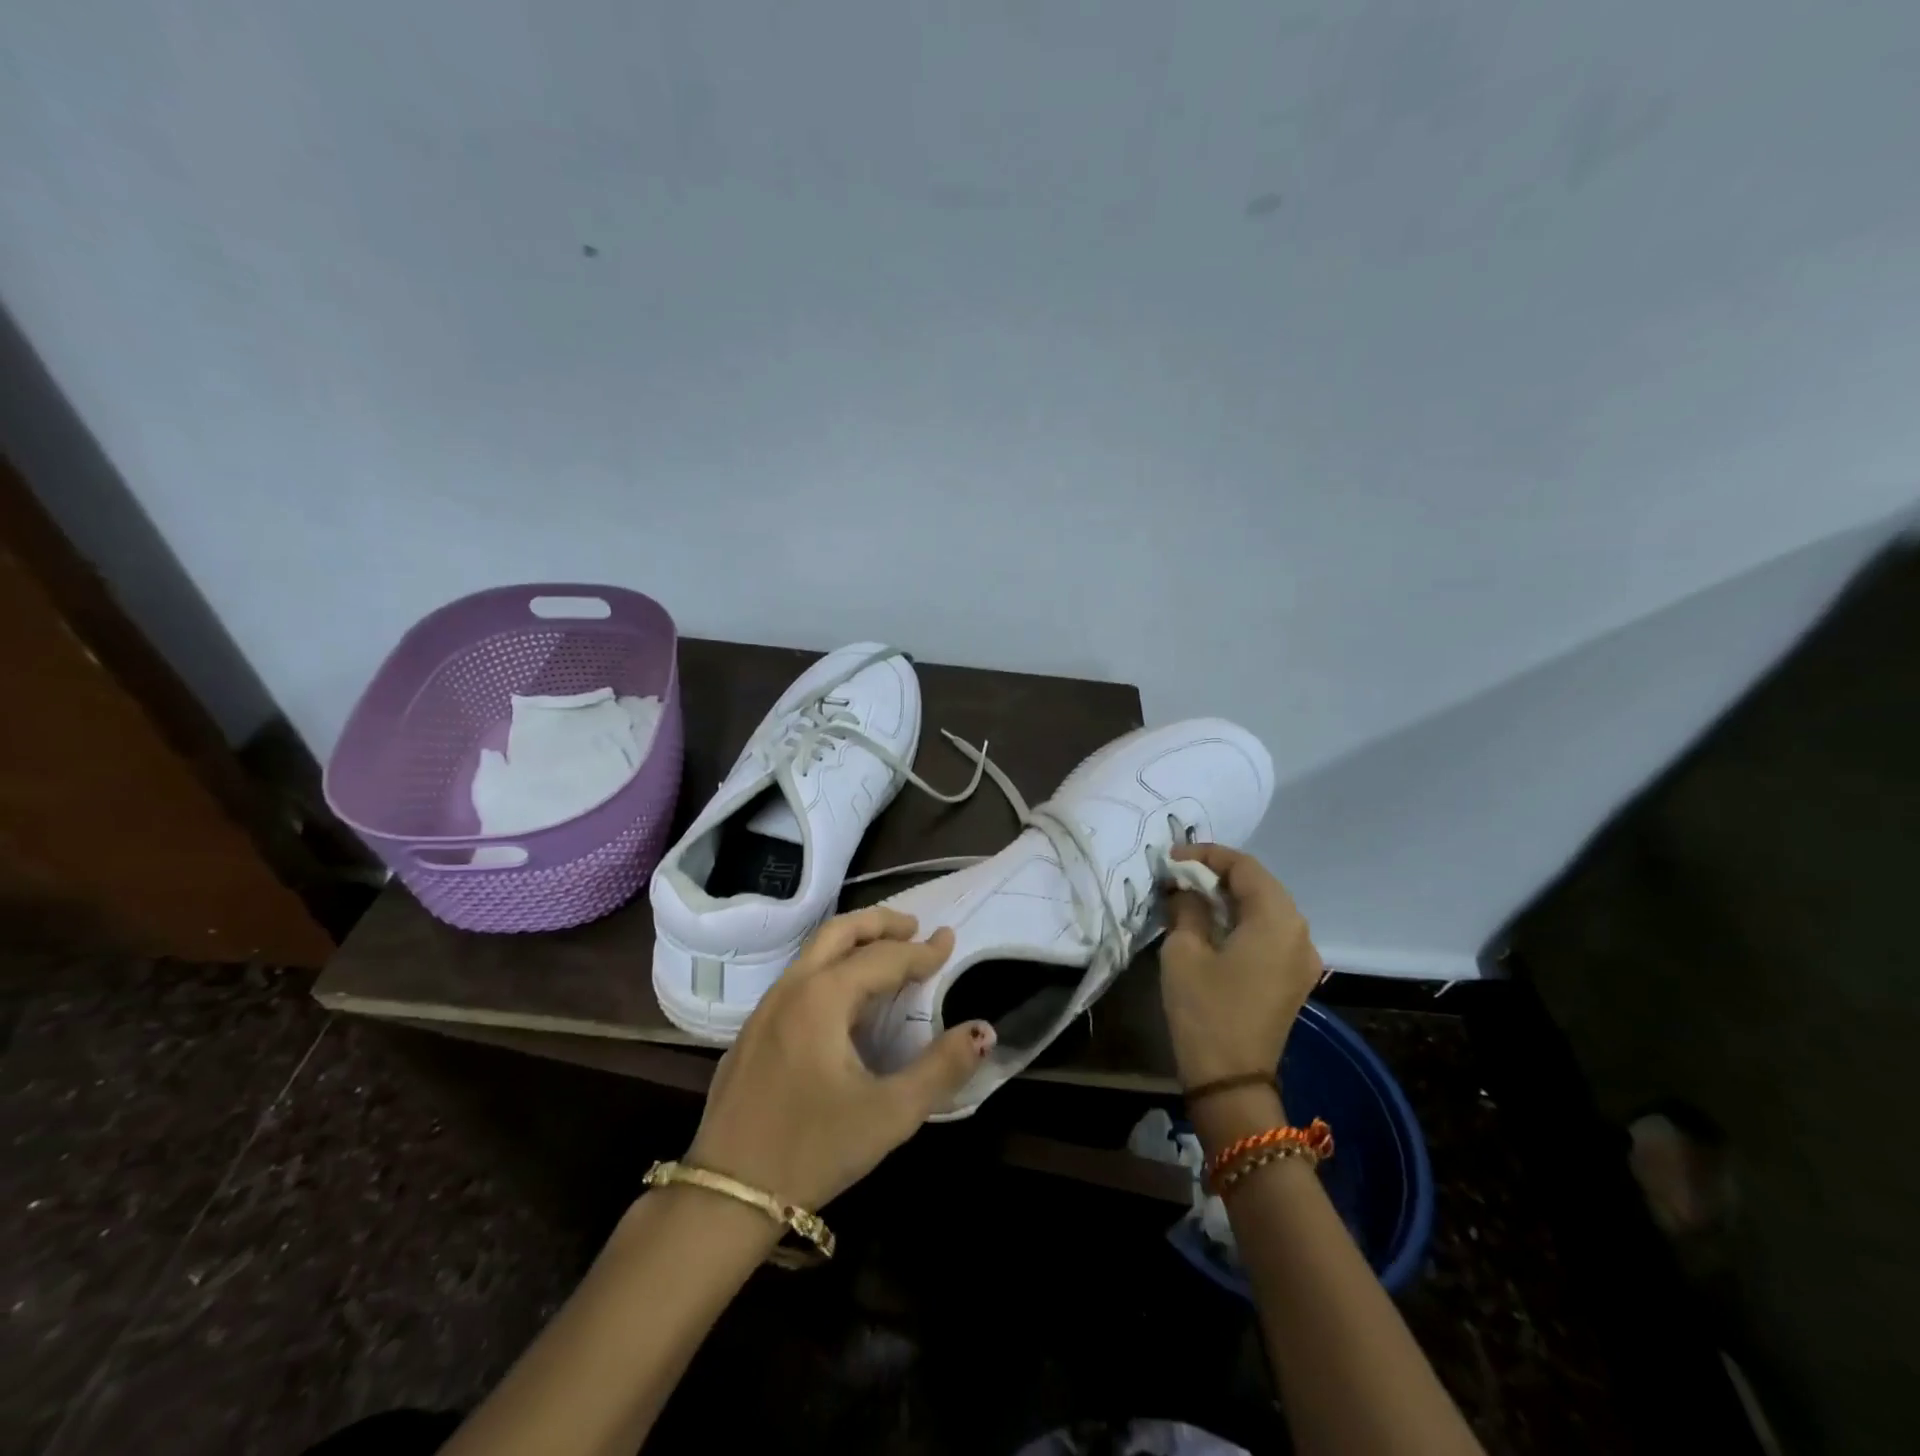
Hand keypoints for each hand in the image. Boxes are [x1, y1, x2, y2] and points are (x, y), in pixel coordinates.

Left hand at [686, 908, 993, 1209]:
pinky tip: (845, 998)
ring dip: (853, 941)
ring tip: (886, 952)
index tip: (950, 940)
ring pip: (813, 952)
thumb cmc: (813, 1150)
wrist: (725, 1196)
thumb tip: (984, 1030)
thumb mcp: (889, 1114)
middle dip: (879, 922)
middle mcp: (792, 988)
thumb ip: (941, 1068)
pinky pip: (798, 978)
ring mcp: (765, 1008)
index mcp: (823, 998)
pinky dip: (831, 967)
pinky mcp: (752, 1032)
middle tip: (915, 927)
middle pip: (839, 932)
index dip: (921, 951)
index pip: (883, 958)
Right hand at [1159, 844, 1322, 1090]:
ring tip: (1191, 894)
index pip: (1245, 867)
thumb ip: (1187, 908)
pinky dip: (1242, 919)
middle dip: (1219, 873)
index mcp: (1277, 920)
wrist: (1231, 1080)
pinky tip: (1213, 923)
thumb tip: (1185, 889)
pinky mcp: (1294, 978)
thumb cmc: (1205, 1010)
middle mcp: (1300, 932)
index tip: (1172, 857)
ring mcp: (1302, 958)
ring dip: (1230, 896)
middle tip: (1179, 873)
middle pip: (1260, 884)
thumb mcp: (1184, 951)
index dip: (1207, 855)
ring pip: (1266, 908)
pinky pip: (1270, 932)